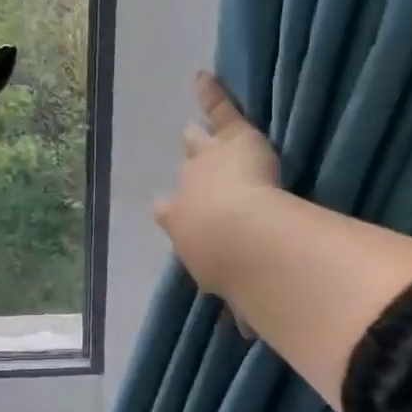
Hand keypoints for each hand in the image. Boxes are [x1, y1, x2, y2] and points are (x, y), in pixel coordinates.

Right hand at [153, 72, 279, 298]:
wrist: (241, 238)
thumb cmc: (233, 271)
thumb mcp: (233, 293)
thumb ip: (240, 306)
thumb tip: (244, 335)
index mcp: (185, 228)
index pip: (173, 217)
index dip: (174, 214)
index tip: (168, 210)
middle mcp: (186, 192)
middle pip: (185, 178)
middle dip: (187, 176)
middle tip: (187, 168)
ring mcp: (206, 162)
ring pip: (199, 146)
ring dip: (199, 141)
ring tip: (192, 130)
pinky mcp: (232, 139)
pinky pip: (220, 110)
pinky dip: (212, 94)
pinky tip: (203, 77)